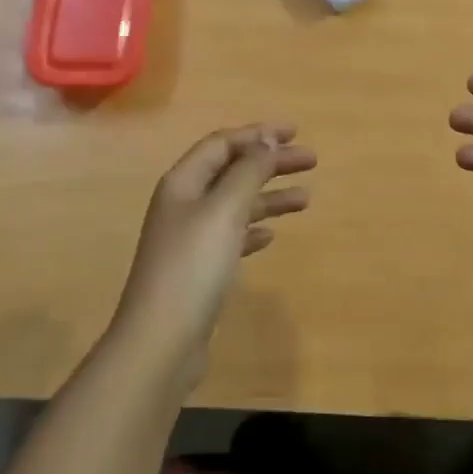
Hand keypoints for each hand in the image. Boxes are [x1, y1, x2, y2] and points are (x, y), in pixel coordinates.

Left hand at [114, 124, 315, 351]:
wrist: (161, 340)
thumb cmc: (194, 266)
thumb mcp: (225, 210)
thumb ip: (248, 172)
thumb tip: (267, 141)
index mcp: (183, 183)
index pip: (222, 144)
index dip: (258, 134)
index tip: (294, 133)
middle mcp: (184, 204)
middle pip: (231, 171)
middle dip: (270, 163)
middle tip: (311, 161)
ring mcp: (190, 239)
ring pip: (235, 205)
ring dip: (269, 197)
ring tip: (306, 199)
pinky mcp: (199, 270)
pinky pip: (232, 236)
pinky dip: (253, 229)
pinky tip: (271, 236)